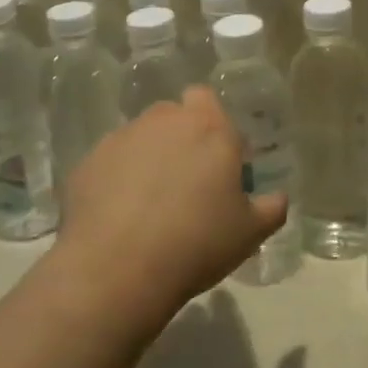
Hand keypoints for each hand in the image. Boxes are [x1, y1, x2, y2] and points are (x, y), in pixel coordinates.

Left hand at [52, 87, 286, 327]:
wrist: (117, 268)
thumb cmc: (196, 243)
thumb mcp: (249, 233)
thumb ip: (271, 208)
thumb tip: (278, 197)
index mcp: (209, 128)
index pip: (207, 99)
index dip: (212, 124)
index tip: (217, 160)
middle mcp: (164, 120)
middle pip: (173, 116)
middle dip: (180, 138)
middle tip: (186, 182)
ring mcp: (122, 137)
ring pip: (140, 136)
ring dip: (148, 156)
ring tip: (148, 202)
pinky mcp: (89, 161)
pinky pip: (110, 162)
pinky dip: (116, 179)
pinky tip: (118, 216)